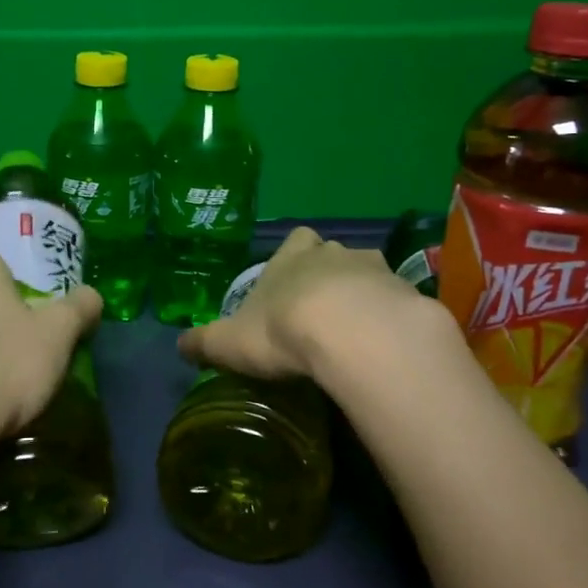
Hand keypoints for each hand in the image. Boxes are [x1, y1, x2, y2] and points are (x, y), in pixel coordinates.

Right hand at [177, 226, 453, 384]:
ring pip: (370, 273)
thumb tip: (179, 345)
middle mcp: (335, 253)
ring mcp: (376, 270)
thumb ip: (204, 342)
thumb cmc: (282, 328)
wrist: (353, 334)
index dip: (293, 256)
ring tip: (357, 331)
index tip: (290, 279)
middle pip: (334, 253)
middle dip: (329, 274)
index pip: (295, 239)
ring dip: (364, 294)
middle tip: (322, 311)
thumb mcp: (230, 342)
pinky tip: (384, 347)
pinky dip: (392, 321)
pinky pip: (399, 303)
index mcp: (292, 255)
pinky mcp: (408, 295)